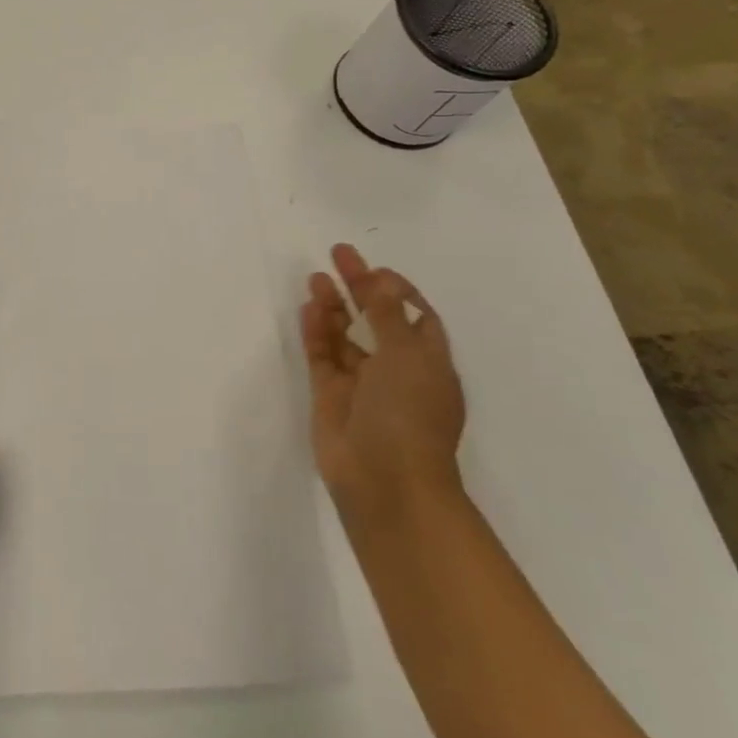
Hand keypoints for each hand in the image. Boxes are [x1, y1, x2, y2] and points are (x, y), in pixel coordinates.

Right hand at [300, 244, 465, 531]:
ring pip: (345, 336)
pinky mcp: (331, 396)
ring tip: (315, 278)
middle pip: (376, 320)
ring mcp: (362, 384)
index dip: (398, 291)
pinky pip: (322, 355)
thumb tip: (382, 278)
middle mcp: (396, 371)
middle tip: (337, 255)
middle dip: (359, 287)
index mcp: (428, 364)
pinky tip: (309, 308)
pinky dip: (316, 332)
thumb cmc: (409, 414)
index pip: (416, 318)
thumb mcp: (406, 356)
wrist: (385, 482)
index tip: (375, 268)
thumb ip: (388, 314)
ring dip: (334, 306)